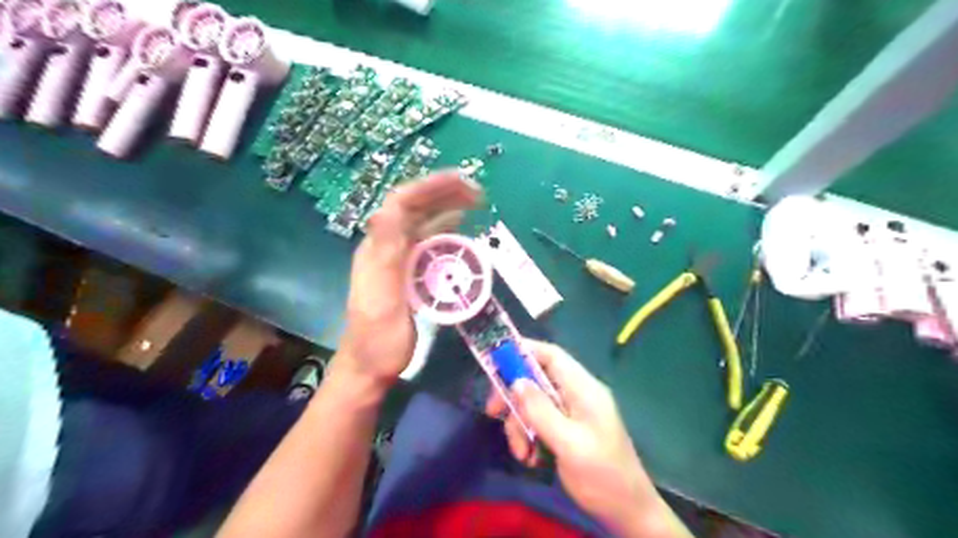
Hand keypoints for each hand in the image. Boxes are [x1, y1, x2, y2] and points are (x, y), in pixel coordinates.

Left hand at [337, 171, 485, 393]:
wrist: (370, 368)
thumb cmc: (378, 339)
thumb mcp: (382, 298)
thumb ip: (386, 255)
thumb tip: (390, 208)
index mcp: (378, 249)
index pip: (400, 204)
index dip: (429, 187)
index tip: (461, 181)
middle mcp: (386, 248)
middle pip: (413, 209)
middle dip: (443, 193)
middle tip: (477, 191)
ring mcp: (397, 260)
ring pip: (422, 223)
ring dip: (447, 207)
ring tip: (474, 202)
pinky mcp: (408, 273)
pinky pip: (428, 243)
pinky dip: (446, 230)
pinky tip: (460, 228)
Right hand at [488, 344, 688, 535]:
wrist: (628, 513)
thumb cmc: (603, 476)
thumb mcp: (569, 444)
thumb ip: (541, 411)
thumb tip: (516, 381)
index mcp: (584, 389)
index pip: (552, 356)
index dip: (524, 351)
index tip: (495, 361)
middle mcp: (577, 395)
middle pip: (537, 380)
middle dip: (514, 397)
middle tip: (493, 413)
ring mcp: (572, 413)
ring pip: (534, 404)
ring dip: (520, 425)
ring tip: (521, 454)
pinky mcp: (567, 431)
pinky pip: (539, 423)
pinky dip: (529, 437)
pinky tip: (530, 459)